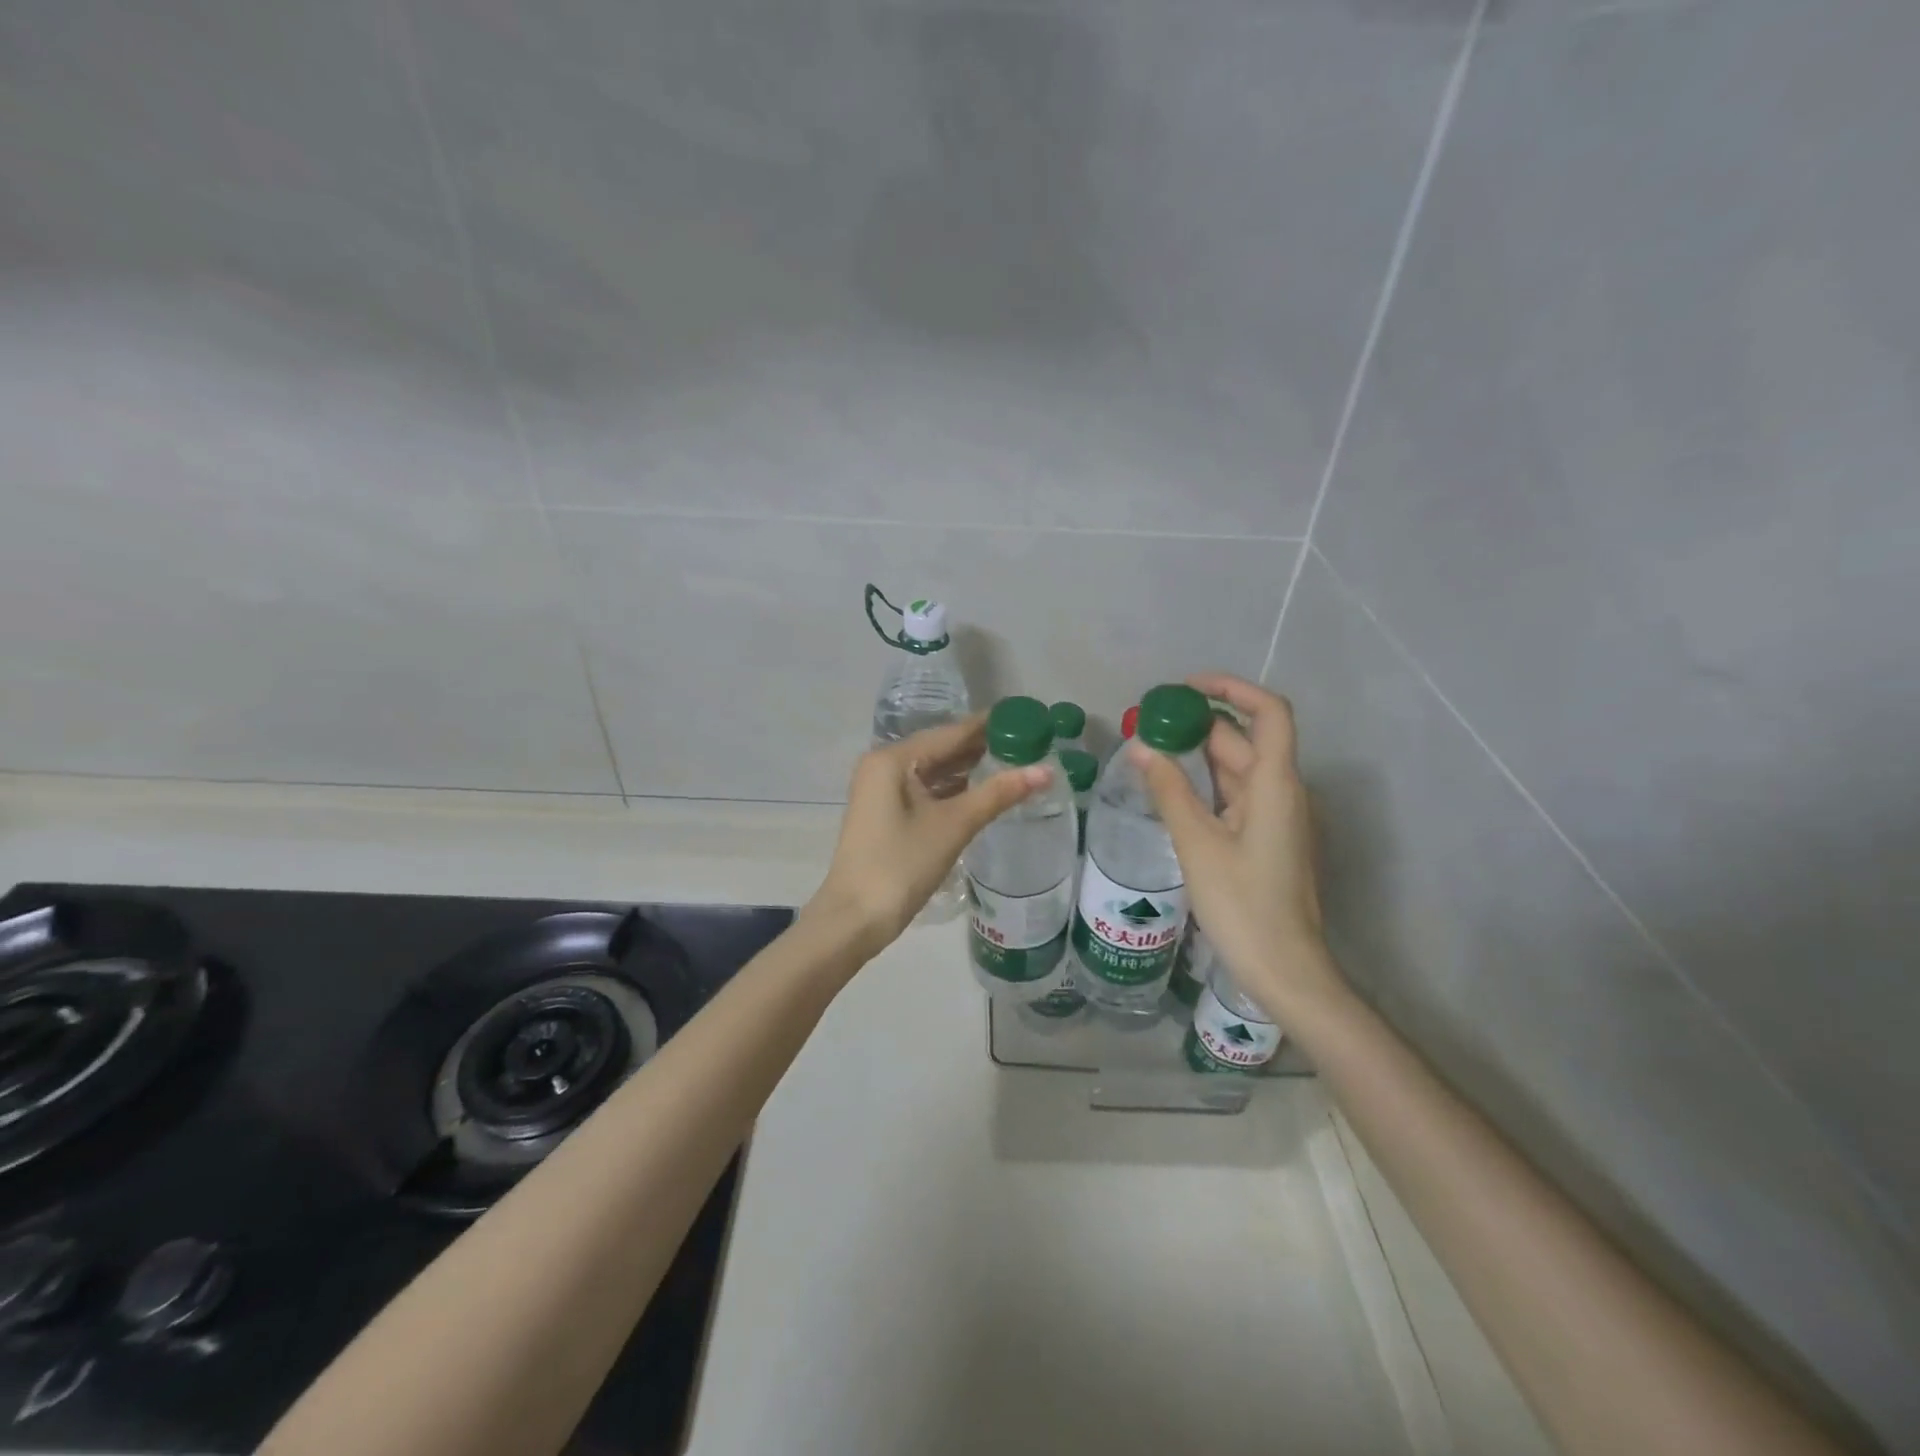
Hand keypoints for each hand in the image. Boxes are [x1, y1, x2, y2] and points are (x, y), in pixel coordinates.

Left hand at [810, 717, 1048, 960]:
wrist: (855, 918)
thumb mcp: (953, 825)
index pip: (950, 732)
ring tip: (1015, 764)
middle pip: (941, 749)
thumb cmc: (901, 864)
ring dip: (970, 769)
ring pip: (934, 771)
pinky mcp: (887, 814)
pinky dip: (954, 790)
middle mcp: (884, 766)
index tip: (1025, 718)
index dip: (989, 726)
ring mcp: (882, 791)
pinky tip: (983, 791)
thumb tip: (1046, 770)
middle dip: (982, 748)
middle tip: (1029, 743)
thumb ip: (999, 793)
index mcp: (893, 759)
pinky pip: (926, 790)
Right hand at [1126, 673, 1339, 1018]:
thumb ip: (1169, 791)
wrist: (1284, 968)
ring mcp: (1277, 817)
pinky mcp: (1267, 839)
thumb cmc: (1243, 904)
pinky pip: (1236, 796)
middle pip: (1245, 739)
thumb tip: (1141, 748)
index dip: (1232, 689)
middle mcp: (1282, 792)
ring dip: (1199, 754)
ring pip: (1238, 769)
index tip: (1185, 688)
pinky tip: (1172, 790)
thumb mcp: (1197, 844)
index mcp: (1275, 785)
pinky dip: (1206, 784)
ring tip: (1151, 749)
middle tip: (1147, 723)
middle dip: (1199, 724)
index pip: (1269, 712)